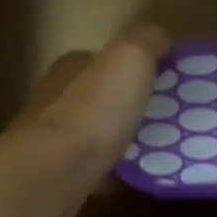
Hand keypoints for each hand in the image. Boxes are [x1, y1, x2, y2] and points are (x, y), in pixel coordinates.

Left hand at [7, 24, 170, 198]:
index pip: (104, 59)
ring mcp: (51, 140)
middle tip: (165, 118)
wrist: (51, 174)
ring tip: (154, 150)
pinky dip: (109, 172)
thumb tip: (161, 37)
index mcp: (73, 67)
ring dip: (118, 139)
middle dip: (127, 105)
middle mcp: (56, 98)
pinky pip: (90, 169)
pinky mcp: (54, 174)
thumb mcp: (129, 59)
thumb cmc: (93, 112)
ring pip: (92, 134)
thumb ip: (146, 41)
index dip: (134, 67)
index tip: (165, 82)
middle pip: (98, 97)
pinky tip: (130, 179)